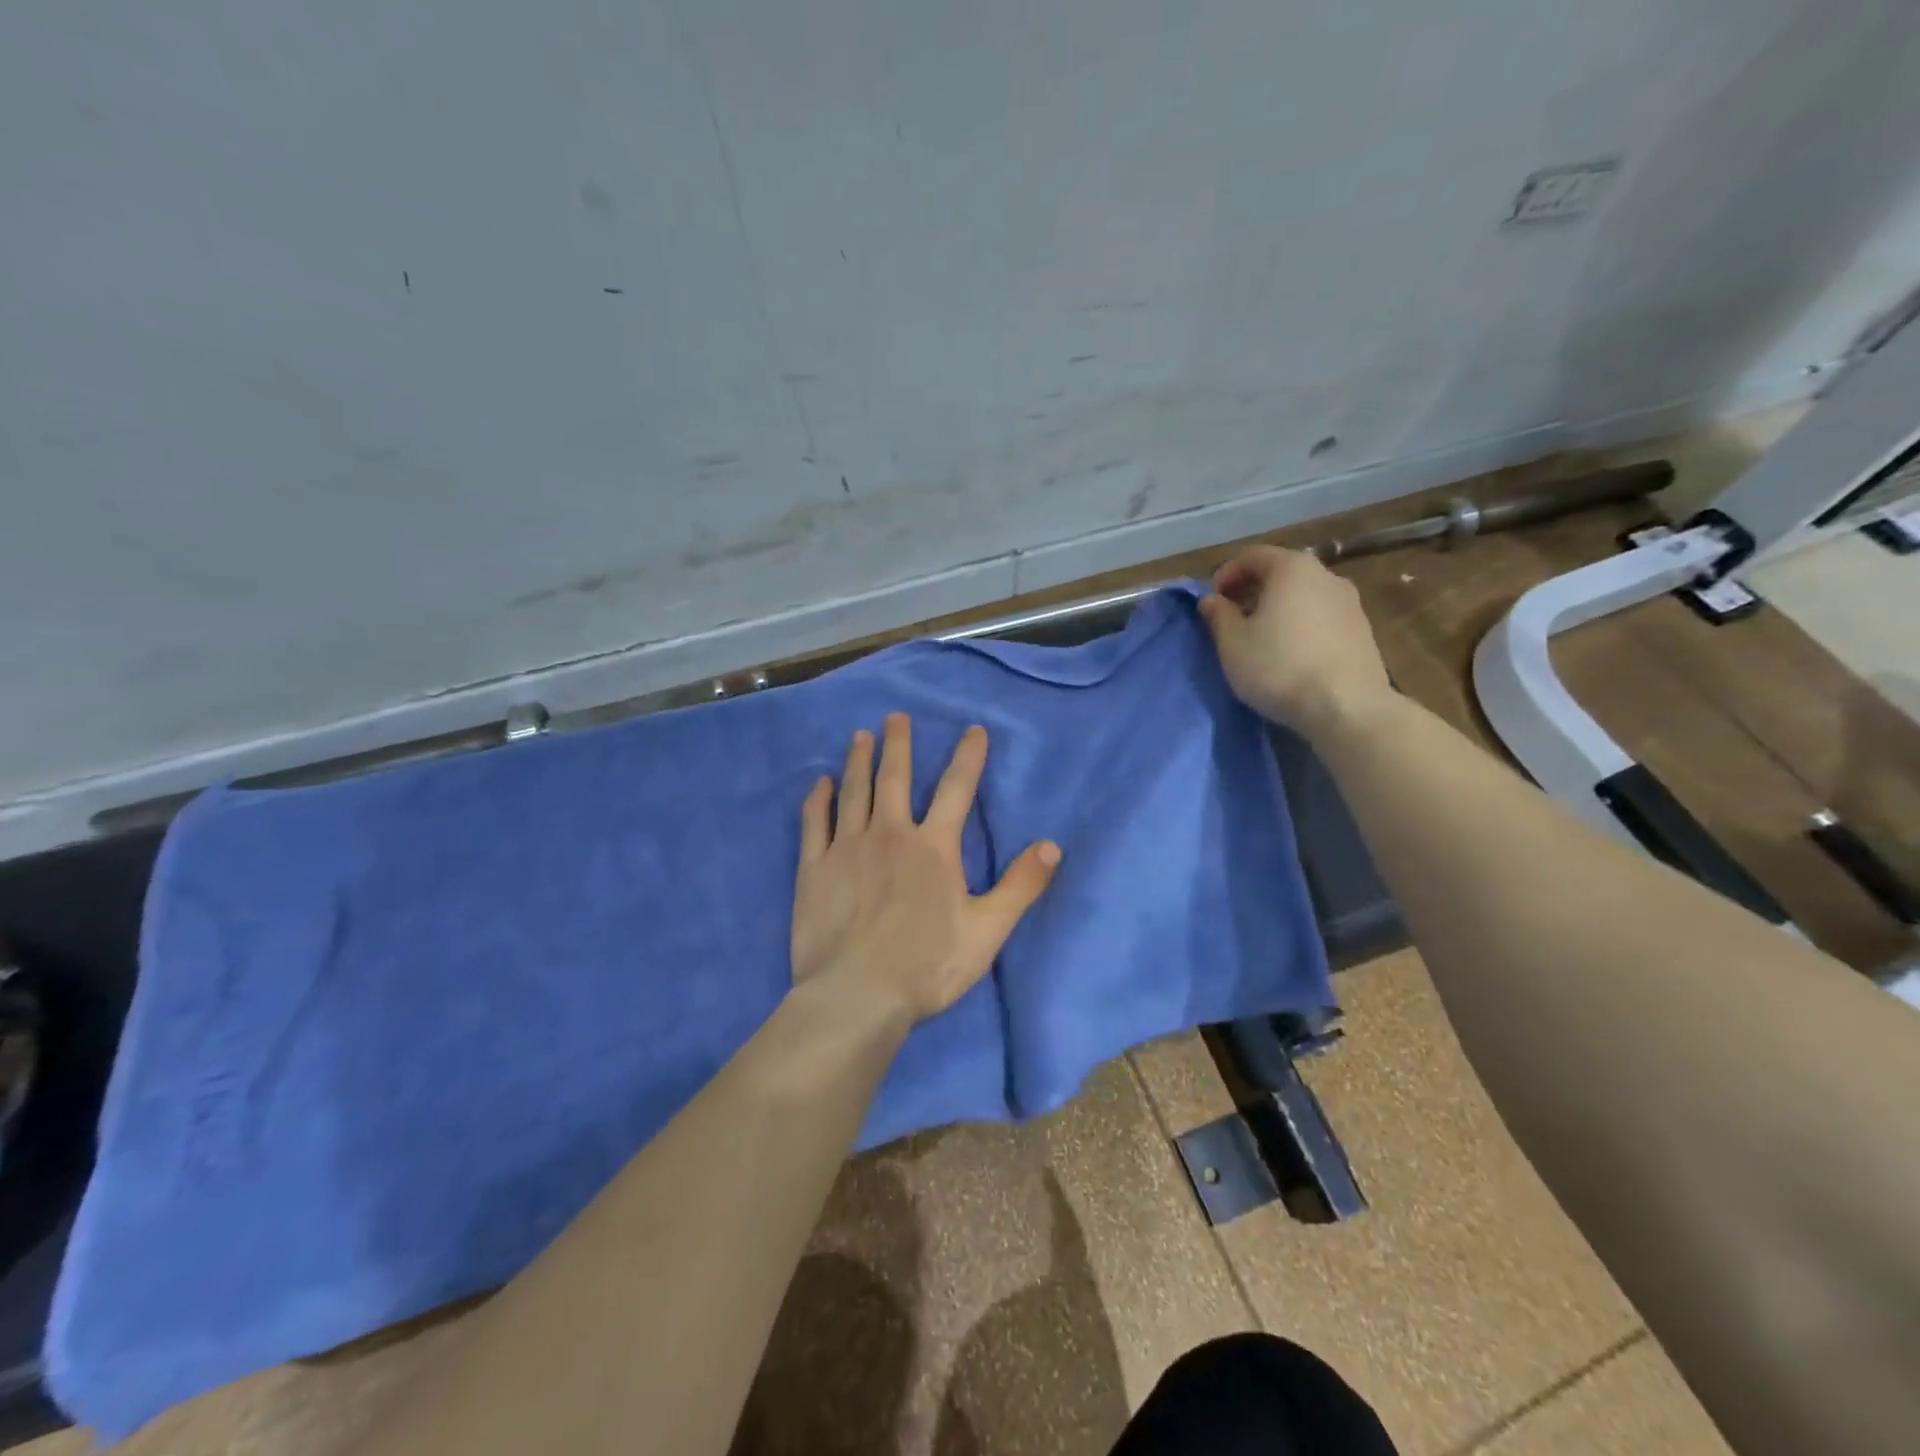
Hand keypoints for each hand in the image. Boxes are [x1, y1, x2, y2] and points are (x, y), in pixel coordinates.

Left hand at [791, 713, 1060, 1021]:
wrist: (858, 996)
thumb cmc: (927, 965)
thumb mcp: (987, 930)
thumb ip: (1021, 886)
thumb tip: (1053, 845)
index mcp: (934, 847)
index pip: (957, 789)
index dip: (968, 756)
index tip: (973, 729)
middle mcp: (890, 834)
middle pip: (895, 778)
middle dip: (898, 744)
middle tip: (896, 715)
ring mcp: (847, 848)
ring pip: (854, 792)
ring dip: (858, 761)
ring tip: (860, 736)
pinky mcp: (814, 869)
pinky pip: (814, 823)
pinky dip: (817, 800)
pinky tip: (819, 783)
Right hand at [1197, 546, 1394, 739]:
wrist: (1346, 706)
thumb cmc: (1279, 667)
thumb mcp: (1233, 643)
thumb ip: (1218, 615)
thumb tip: (1211, 600)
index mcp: (1292, 568)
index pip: (1252, 556)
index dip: (1225, 574)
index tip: (1212, 602)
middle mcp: (1326, 575)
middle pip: (1280, 573)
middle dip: (1252, 591)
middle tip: (1232, 620)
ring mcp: (1350, 602)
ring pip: (1303, 595)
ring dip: (1278, 608)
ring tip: (1261, 639)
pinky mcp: (1363, 630)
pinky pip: (1322, 616)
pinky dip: (1301, 624)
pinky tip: (1290, 654)